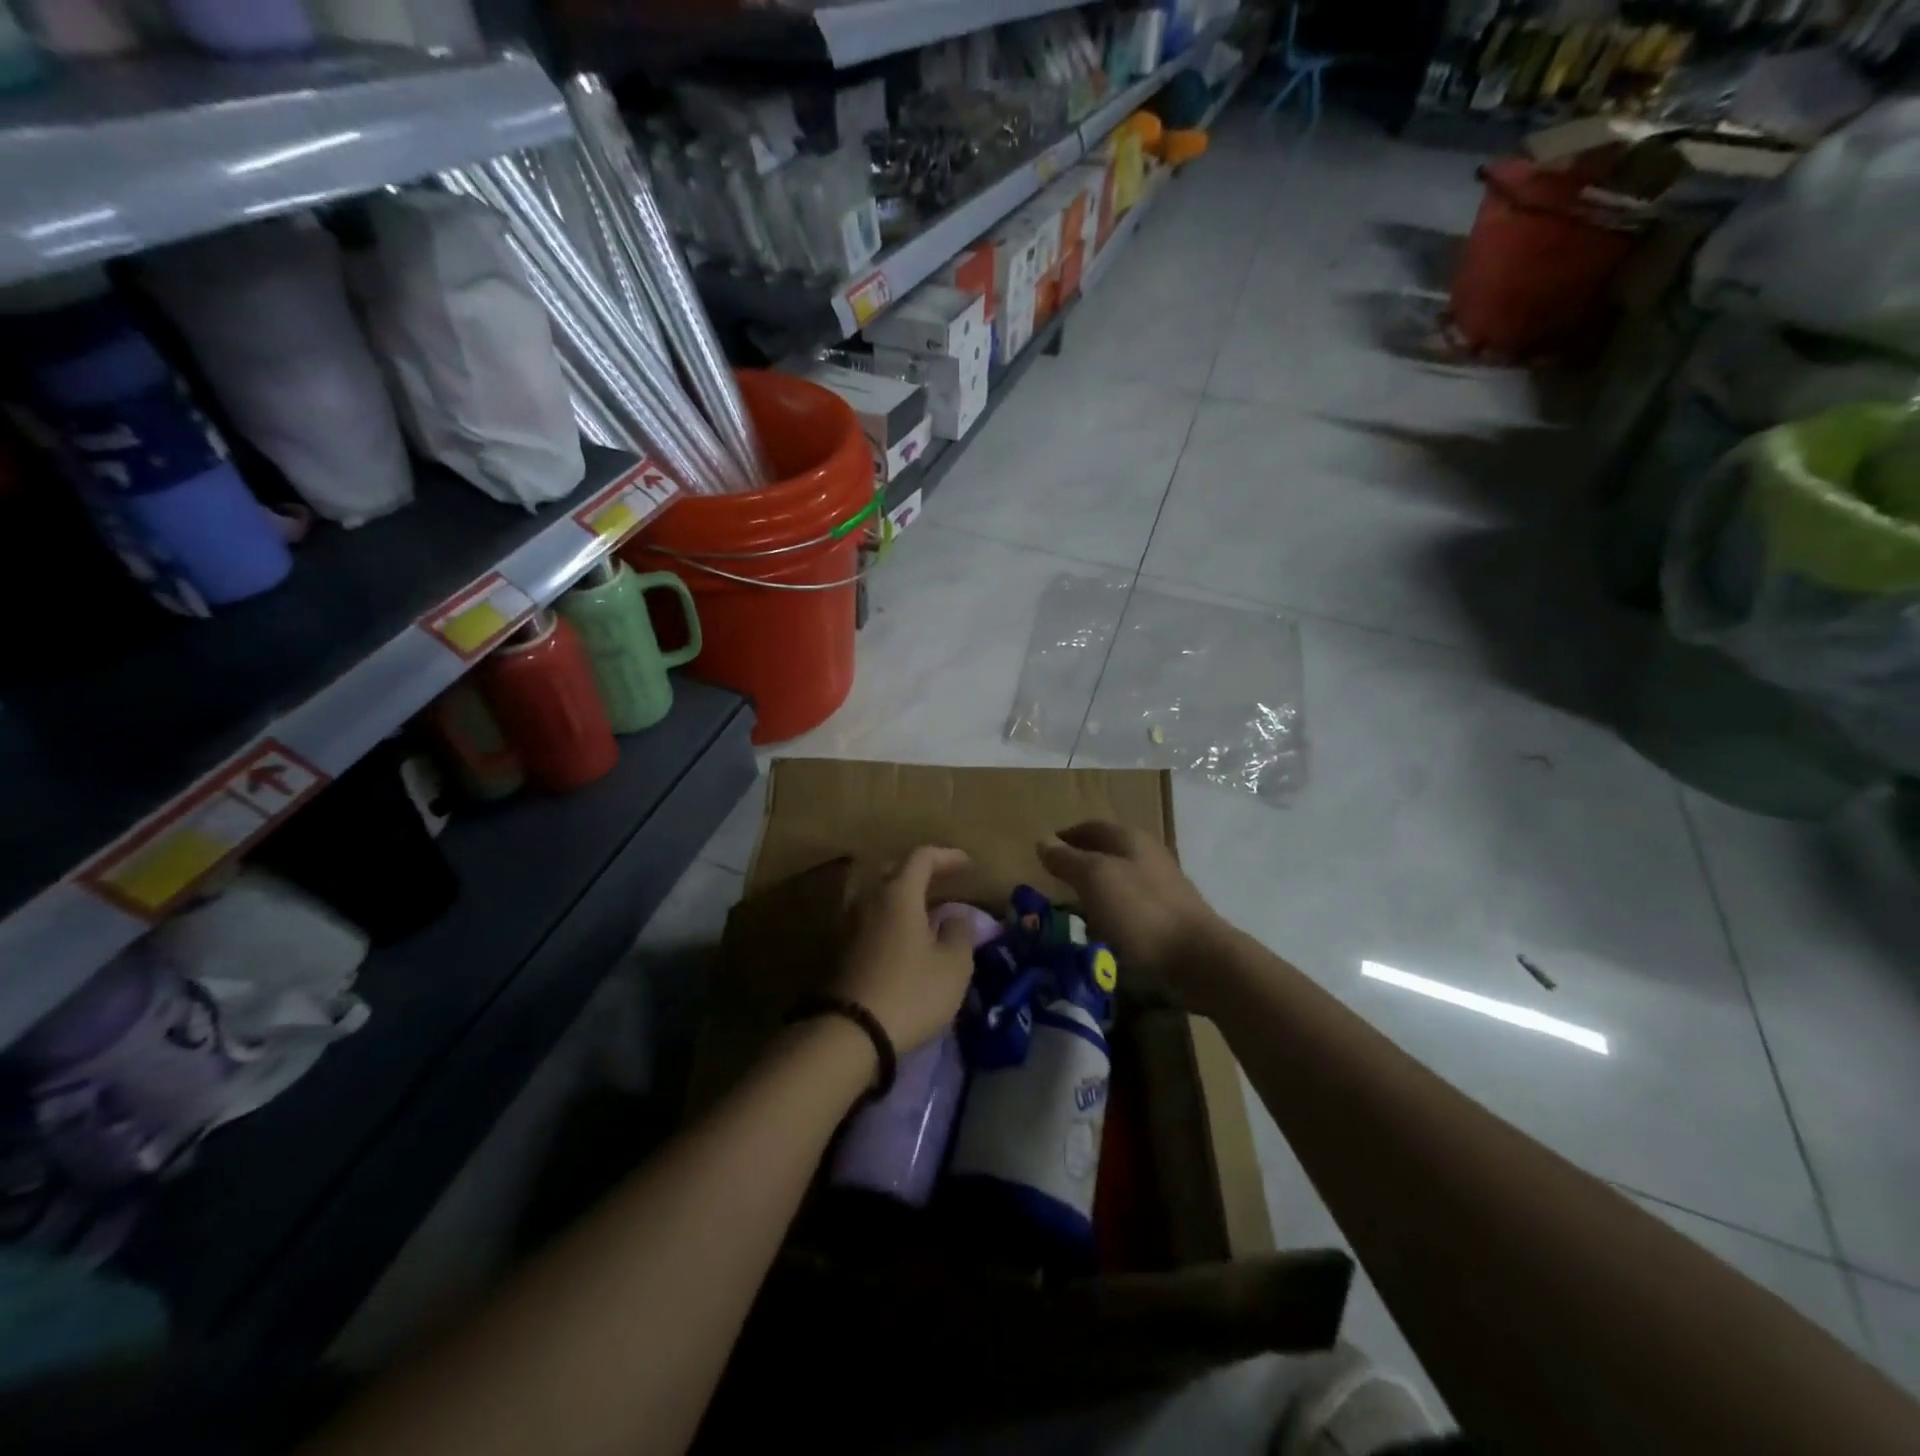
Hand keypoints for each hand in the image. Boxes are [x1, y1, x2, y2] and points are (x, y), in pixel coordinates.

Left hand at [830, 846, 977, 1054]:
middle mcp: (867, 898)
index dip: (947, 856)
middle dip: (918, 873)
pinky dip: (883, 919)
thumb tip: (956, 917)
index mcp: (898, 893)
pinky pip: (864, 918)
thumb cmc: (910, 993)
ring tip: (917, 913)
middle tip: (941, 886)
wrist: (848, 1033)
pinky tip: (897, 938)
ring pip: (874, 894)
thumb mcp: (953, 967)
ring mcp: (845, 922)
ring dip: (897, 897)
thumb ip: (960, 934)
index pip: (922, 857)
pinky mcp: (834, 948)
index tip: (967, 865)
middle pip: (892, 870)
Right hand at [1037, 822, 1223, 996]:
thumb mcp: (1095, 879)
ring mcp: (1162, 889)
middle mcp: (1148, 857)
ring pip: (1119, 882)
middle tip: (1053, 882)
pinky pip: (1131, 909)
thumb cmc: (1141, 912)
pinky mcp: (1168, 919)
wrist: (1199, 960)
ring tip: (1071, 911)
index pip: (1092, 827)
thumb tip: (1043, 840)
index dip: (1067, 836)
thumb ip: (1067, 859)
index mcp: (1130, 839)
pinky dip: (1111, 915)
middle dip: (1080, 863)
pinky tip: (1101, 932)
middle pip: (1107, 852)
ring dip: (1095, 891)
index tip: (1044, 851)